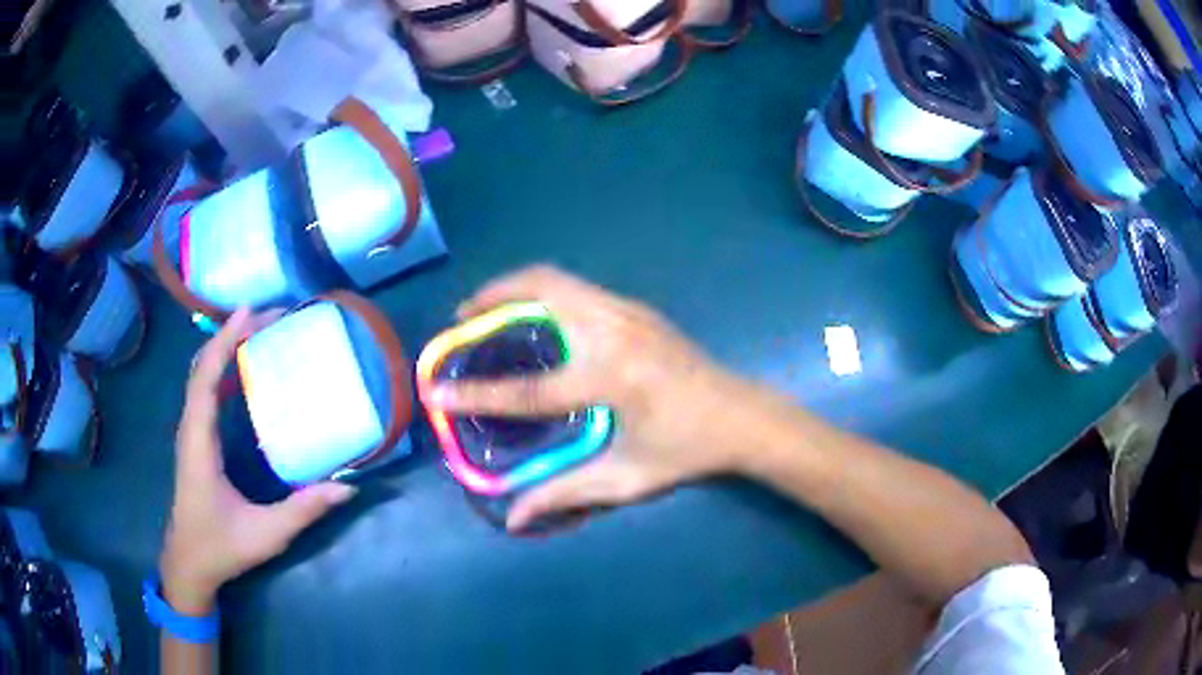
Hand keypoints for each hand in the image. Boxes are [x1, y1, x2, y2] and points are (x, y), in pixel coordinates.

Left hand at [160, 309, 356, 615]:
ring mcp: (191, 434)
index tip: (251, 313)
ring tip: (258, 334)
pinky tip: (243, 373)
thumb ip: (304, 510)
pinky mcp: (196, 441)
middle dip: (230, 336)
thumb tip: (347, 487)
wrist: (189, 564)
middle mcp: (190, 429)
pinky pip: (205, 393)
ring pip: (201, 377)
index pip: (205, 379)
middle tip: (267, 319)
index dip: (224, 341)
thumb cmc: (221, 547)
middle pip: (202, 367)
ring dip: (225, 349)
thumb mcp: (266, 533)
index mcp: (199, 443)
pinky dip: (222, 371)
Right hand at [424, 266, 760, 531]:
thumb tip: (514, 517)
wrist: (743, 416)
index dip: (478, 393)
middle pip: (540, 291)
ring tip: (487, 312)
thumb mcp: (627, 478)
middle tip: (461, 321)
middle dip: (491, 297)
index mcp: (613, 379)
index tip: (436, 391)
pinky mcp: (635, 308)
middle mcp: (616, 331)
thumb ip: (566, 492)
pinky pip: (575, 287)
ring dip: (514, 289)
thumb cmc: (688, 451)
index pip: (529, 388)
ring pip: (557, 278)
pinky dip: (541, 294)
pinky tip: (533, 321)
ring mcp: (628, 311)